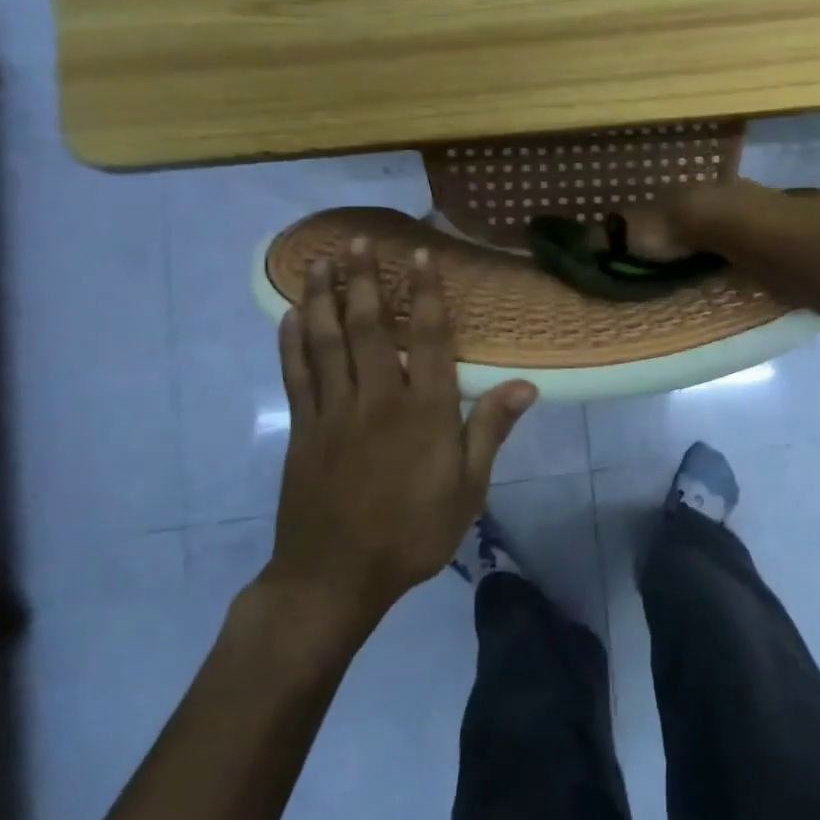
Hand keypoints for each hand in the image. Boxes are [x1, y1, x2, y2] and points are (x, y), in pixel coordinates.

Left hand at [261, 240, 537, 650]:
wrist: (335, 577)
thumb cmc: (413, 532)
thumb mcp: (467, 487)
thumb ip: (490, 430)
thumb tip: (527, 386)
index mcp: (424, 412)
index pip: (426, 339)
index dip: (424, 295)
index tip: (418, 257)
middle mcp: (377, 399)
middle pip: (368, 328)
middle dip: (363, 281)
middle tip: (358, 241)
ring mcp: (333, 412)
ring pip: (326, 342)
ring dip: (324, 298)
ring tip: (321, 261)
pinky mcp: (303, 429)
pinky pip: (297, 375)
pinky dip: (292, 342)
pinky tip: (292, 315)